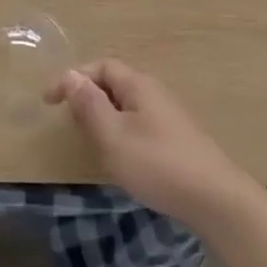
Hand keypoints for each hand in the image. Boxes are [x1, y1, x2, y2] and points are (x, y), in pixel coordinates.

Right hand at [46, 59, 249, 228]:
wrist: (217, 200)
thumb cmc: (157, 164)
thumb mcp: (113, 135)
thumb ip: (89, 104)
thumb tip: (70, 75)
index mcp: (138, 85)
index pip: (100, 66)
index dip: (72, 78)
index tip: (49, 101)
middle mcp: (155, 92)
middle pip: (114, 82)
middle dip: (88, 96)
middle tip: (70, 121)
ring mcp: (170, 116)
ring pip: (127, 105)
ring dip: (104, 115)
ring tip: (92, 140)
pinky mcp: (178, 139)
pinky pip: (140, 122)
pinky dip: (121, 130)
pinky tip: (122, 156)